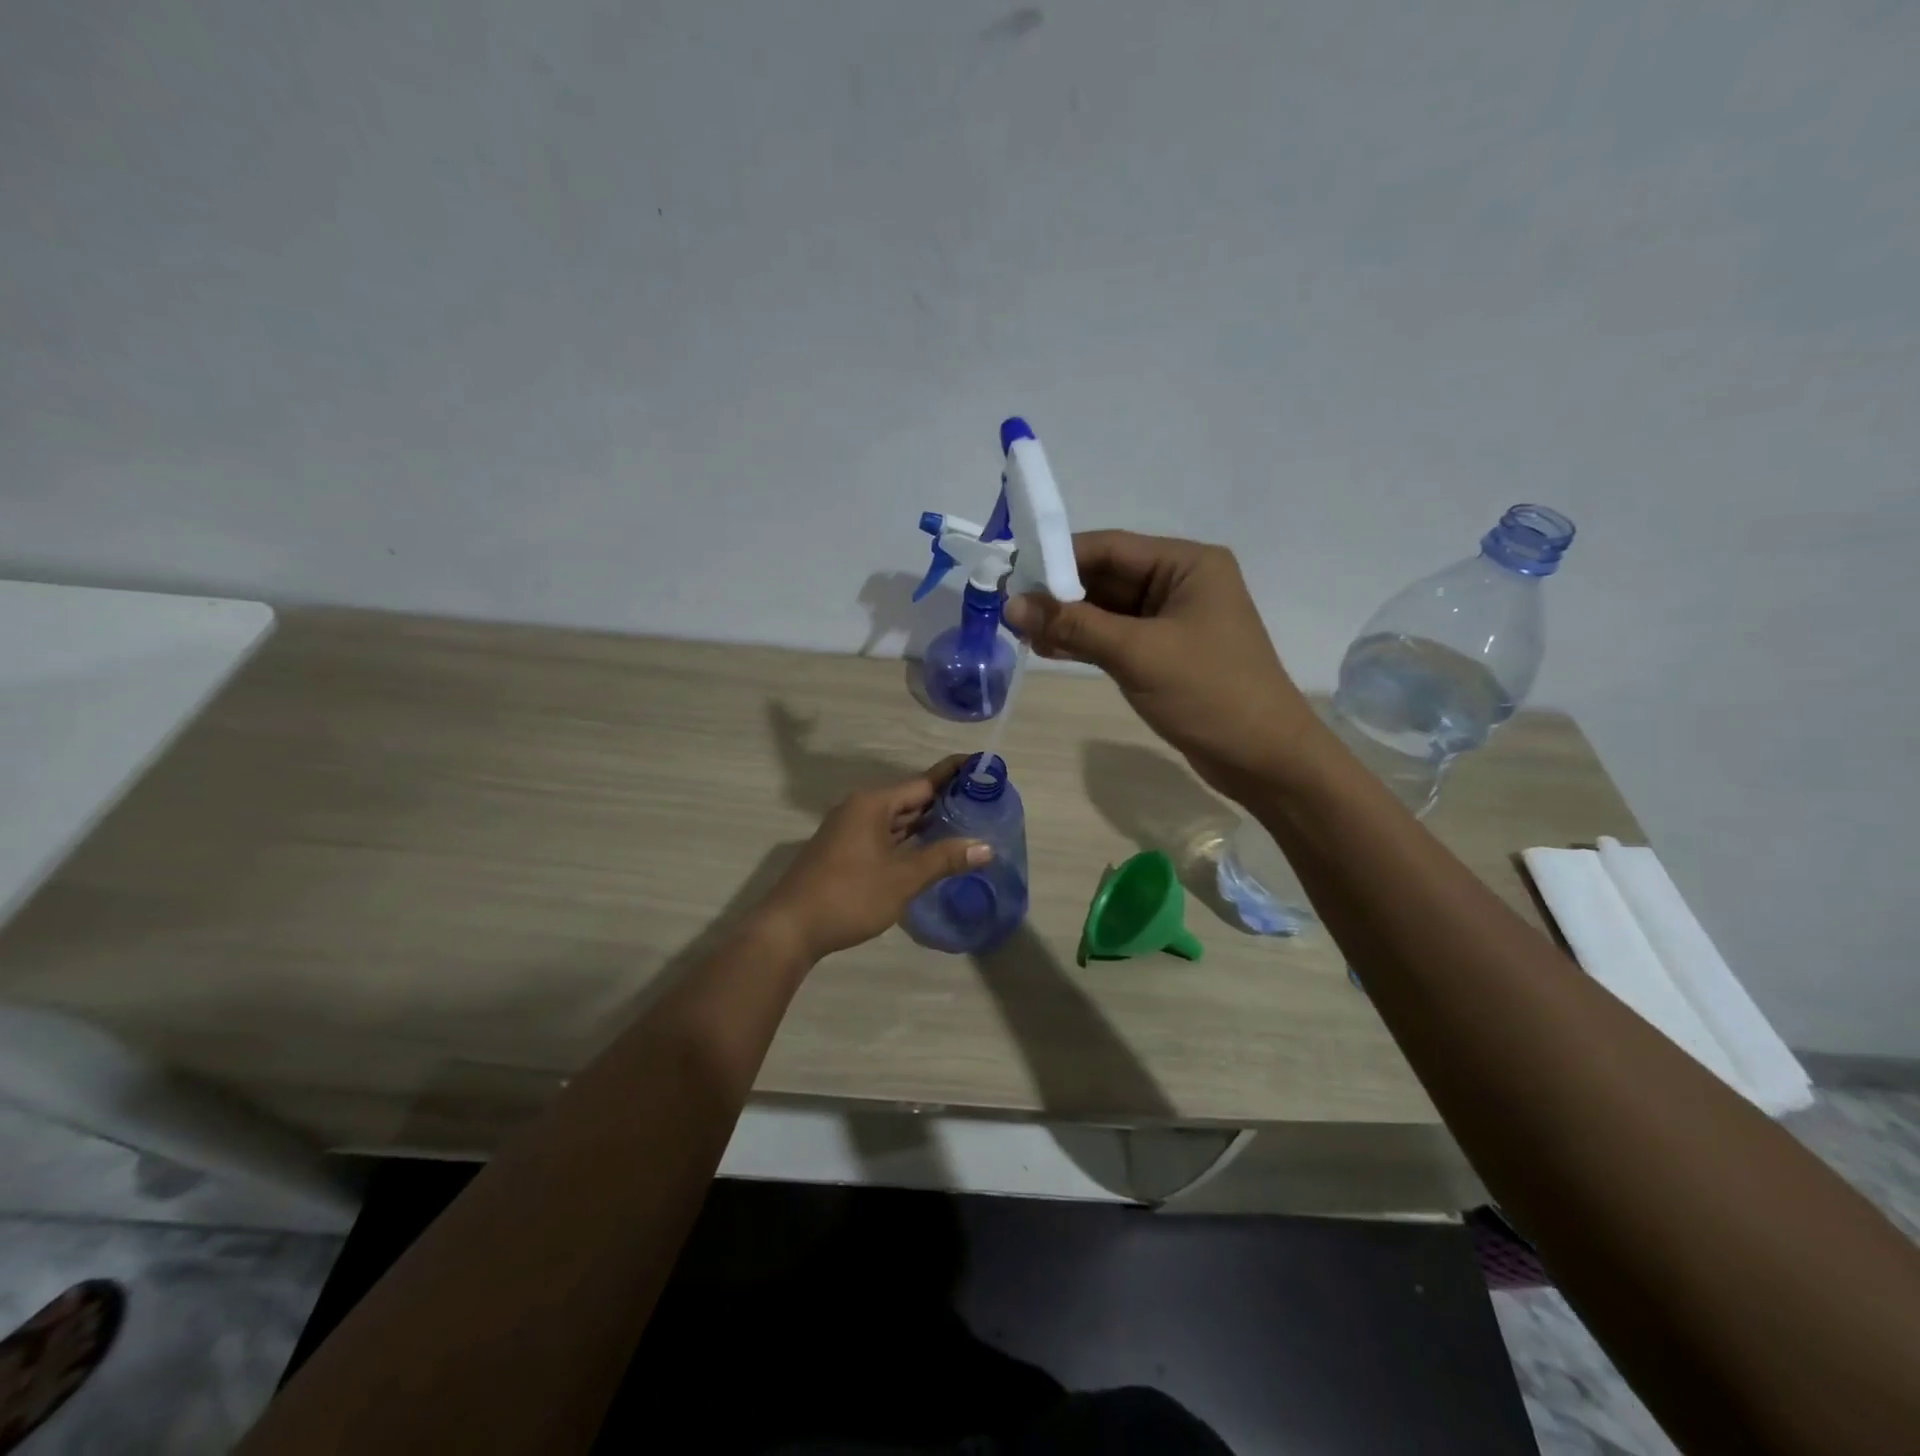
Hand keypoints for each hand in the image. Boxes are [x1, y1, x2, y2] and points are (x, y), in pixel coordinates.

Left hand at [756, 757, 991, 960]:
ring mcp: (849, 830)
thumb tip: (986, 847)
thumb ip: (944, 859)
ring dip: (925, 823)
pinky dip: (907, 839)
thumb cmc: (850, 895)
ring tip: (964, 824)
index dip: (954, 776)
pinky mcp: (844, 851)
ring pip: (896, 820)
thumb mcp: (903, 878)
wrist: (790, 928)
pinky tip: (928, 850)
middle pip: (910, 799)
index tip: (982, 767)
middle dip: (944, 802)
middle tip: (983, 803)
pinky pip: (884, 835)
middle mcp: (860, 809)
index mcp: (873, 804)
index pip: (923, 782)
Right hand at [1003, 531, 1319, 799]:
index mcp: (1187, 564)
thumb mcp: (1138, 654)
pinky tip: (1048, 649)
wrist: (1264, 759)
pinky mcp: (1166, 652)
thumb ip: (1074, 626)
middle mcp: (1181, 583)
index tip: (1011, 575)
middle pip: (1107, 577)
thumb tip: (1012, 605)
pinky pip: (1117, 637)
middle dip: (1059, 594)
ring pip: (1108, 610)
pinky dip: (1085, 642)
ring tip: (1020, 633)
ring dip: (1067, 620)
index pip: (1110, 548)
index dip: (1057, 559)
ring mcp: (1174, 620)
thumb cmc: (1209, 694)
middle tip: (1008, 610)